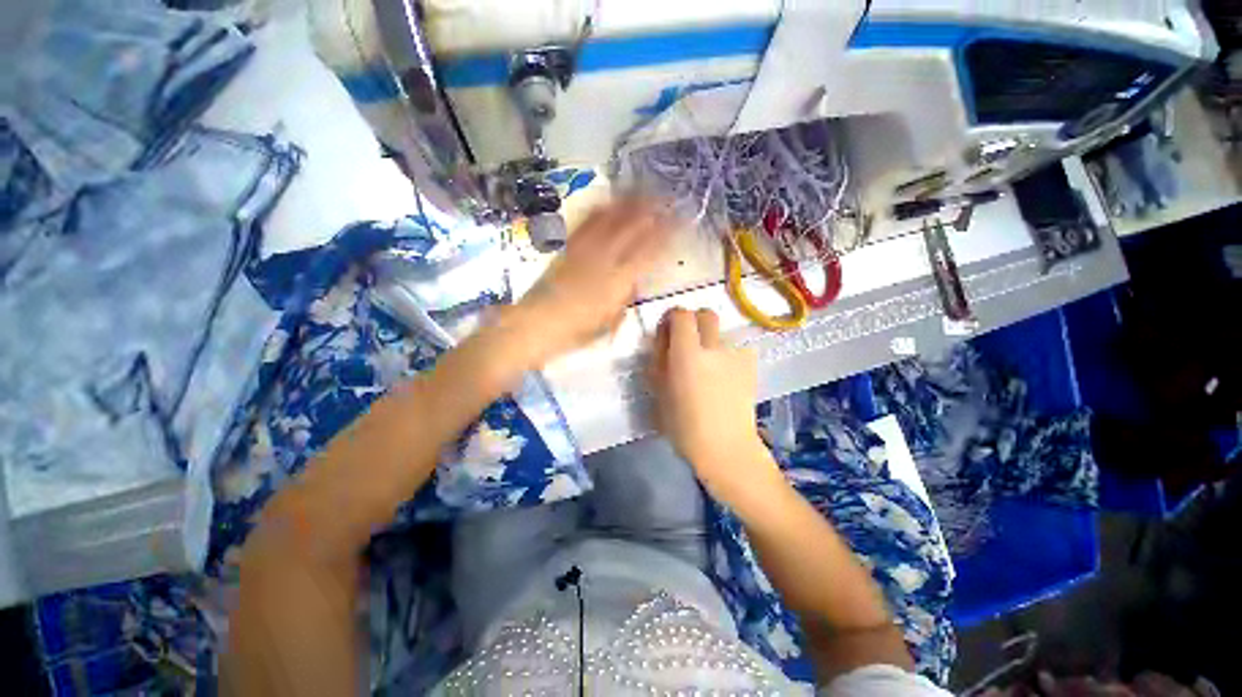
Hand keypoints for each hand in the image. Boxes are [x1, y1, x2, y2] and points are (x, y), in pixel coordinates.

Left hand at [510, 199, 671, 365]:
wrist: (535, 324)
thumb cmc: (575, 332)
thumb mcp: (609, 321)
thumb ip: (624, 298)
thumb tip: (633, 280)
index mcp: (618, 282)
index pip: (649, 251)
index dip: (666, 235)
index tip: (678, 223)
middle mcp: (604, 260)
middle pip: (632, 228)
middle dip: (652, 211)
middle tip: (665, 199)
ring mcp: (584, 250)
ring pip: (609, 219)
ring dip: (628, 203)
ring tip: (641, 189)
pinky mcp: (568, 247)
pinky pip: (585, 222)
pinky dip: (598, 208)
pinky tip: (606, 199)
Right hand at [648, 308, 781, 504]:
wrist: (725, 448)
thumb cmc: (684, 425)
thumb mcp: (659, 391)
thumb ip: (660, 359)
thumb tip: (663, 337)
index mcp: (687, 353)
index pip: (682, 314)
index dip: (673, 316)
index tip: (667, 328)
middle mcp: (714, 347)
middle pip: (707, 314)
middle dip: (694, 320)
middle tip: (687, 339)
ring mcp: (736, 355)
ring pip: (722, 333)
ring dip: (711, 340)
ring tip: (707, 364)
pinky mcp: (750, 366)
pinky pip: (736, 348)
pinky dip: (726, 354)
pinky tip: (724, 373)